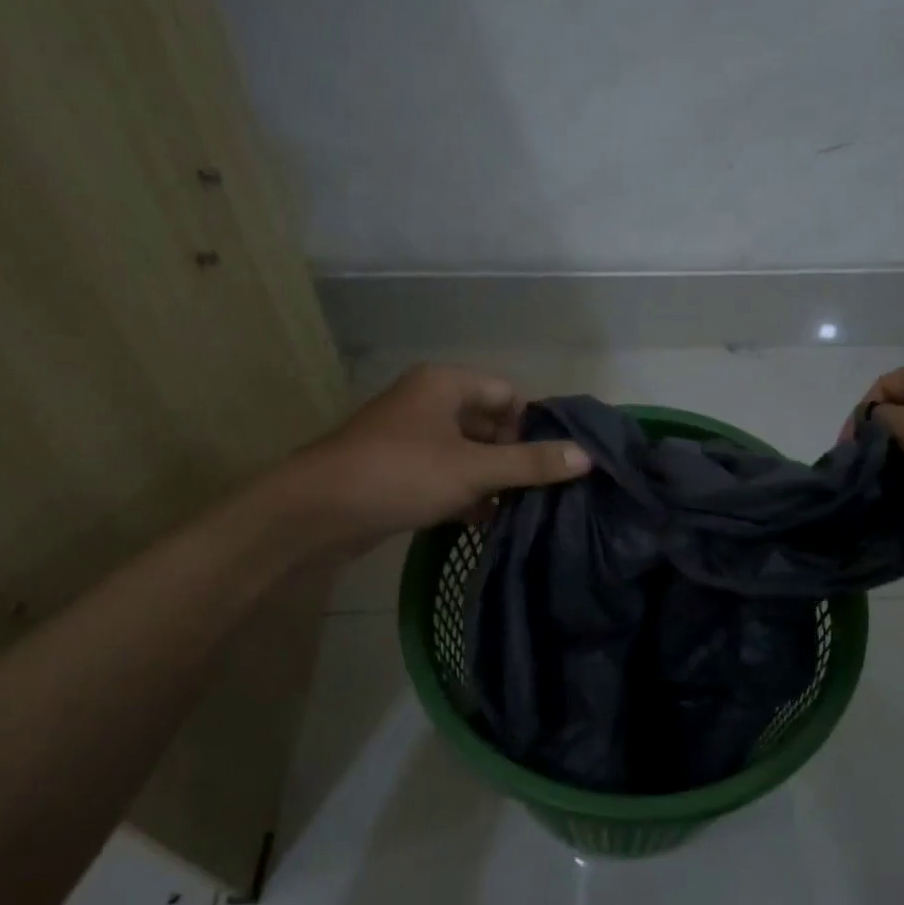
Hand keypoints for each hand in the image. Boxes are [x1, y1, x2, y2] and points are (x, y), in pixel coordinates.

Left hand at [293, 364, 590, 548]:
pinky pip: (444, 473)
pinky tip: (481, 520)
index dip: (532, 426)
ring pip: (467, 452)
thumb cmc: (400, 474)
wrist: (316, 512)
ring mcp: (410, 436)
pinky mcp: (397, 468)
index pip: (507, 393)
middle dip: (513, 457)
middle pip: (488, 423)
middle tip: (540, 490)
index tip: (550, 463)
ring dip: (491, 478)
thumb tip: (586, 456)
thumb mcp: (473, 469)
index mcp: (445, 384)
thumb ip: (530, 463)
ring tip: (518, 508)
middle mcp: (428, 401)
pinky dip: (464, 492)